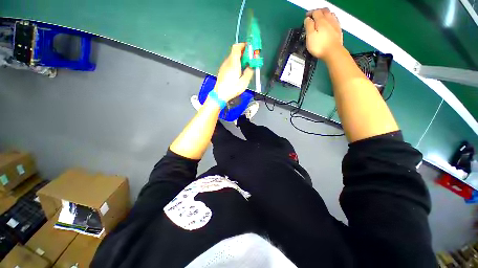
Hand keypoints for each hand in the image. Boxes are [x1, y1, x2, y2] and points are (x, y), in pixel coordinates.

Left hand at [213, 43, 253, 101]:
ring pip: (232, 58)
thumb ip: (249, 73)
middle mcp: (228, 62)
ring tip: (245, 66)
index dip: (243, 45)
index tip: (250, 48)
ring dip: (239, 59)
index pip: (237, 47)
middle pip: (235, 52)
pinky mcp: (222, 70)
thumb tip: (251, 67)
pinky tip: (238, 71)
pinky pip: (230, 63)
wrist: (220, 95)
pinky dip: (235, 63)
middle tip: (250, 59)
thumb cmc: (232, 89)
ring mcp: (224, 66)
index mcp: (233, 63)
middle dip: (243, 53)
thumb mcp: (244, 82)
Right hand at [304, 8, 342, 59]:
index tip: (306, 17)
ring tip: (320, 19)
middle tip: (313, 16)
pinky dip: (330, 20)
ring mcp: (335, 24)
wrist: (333, 52)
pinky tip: (328, 24)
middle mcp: (329, 19)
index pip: (315, 12)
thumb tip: (307, 19)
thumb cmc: (320, 46)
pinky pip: (334, 20)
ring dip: (324, 14)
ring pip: (330, 14)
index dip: (310, 14)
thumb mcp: (310, 36)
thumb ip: (308, 26)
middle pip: (324, 11)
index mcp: (321, 20)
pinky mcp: (338, 30)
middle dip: (318, 12)